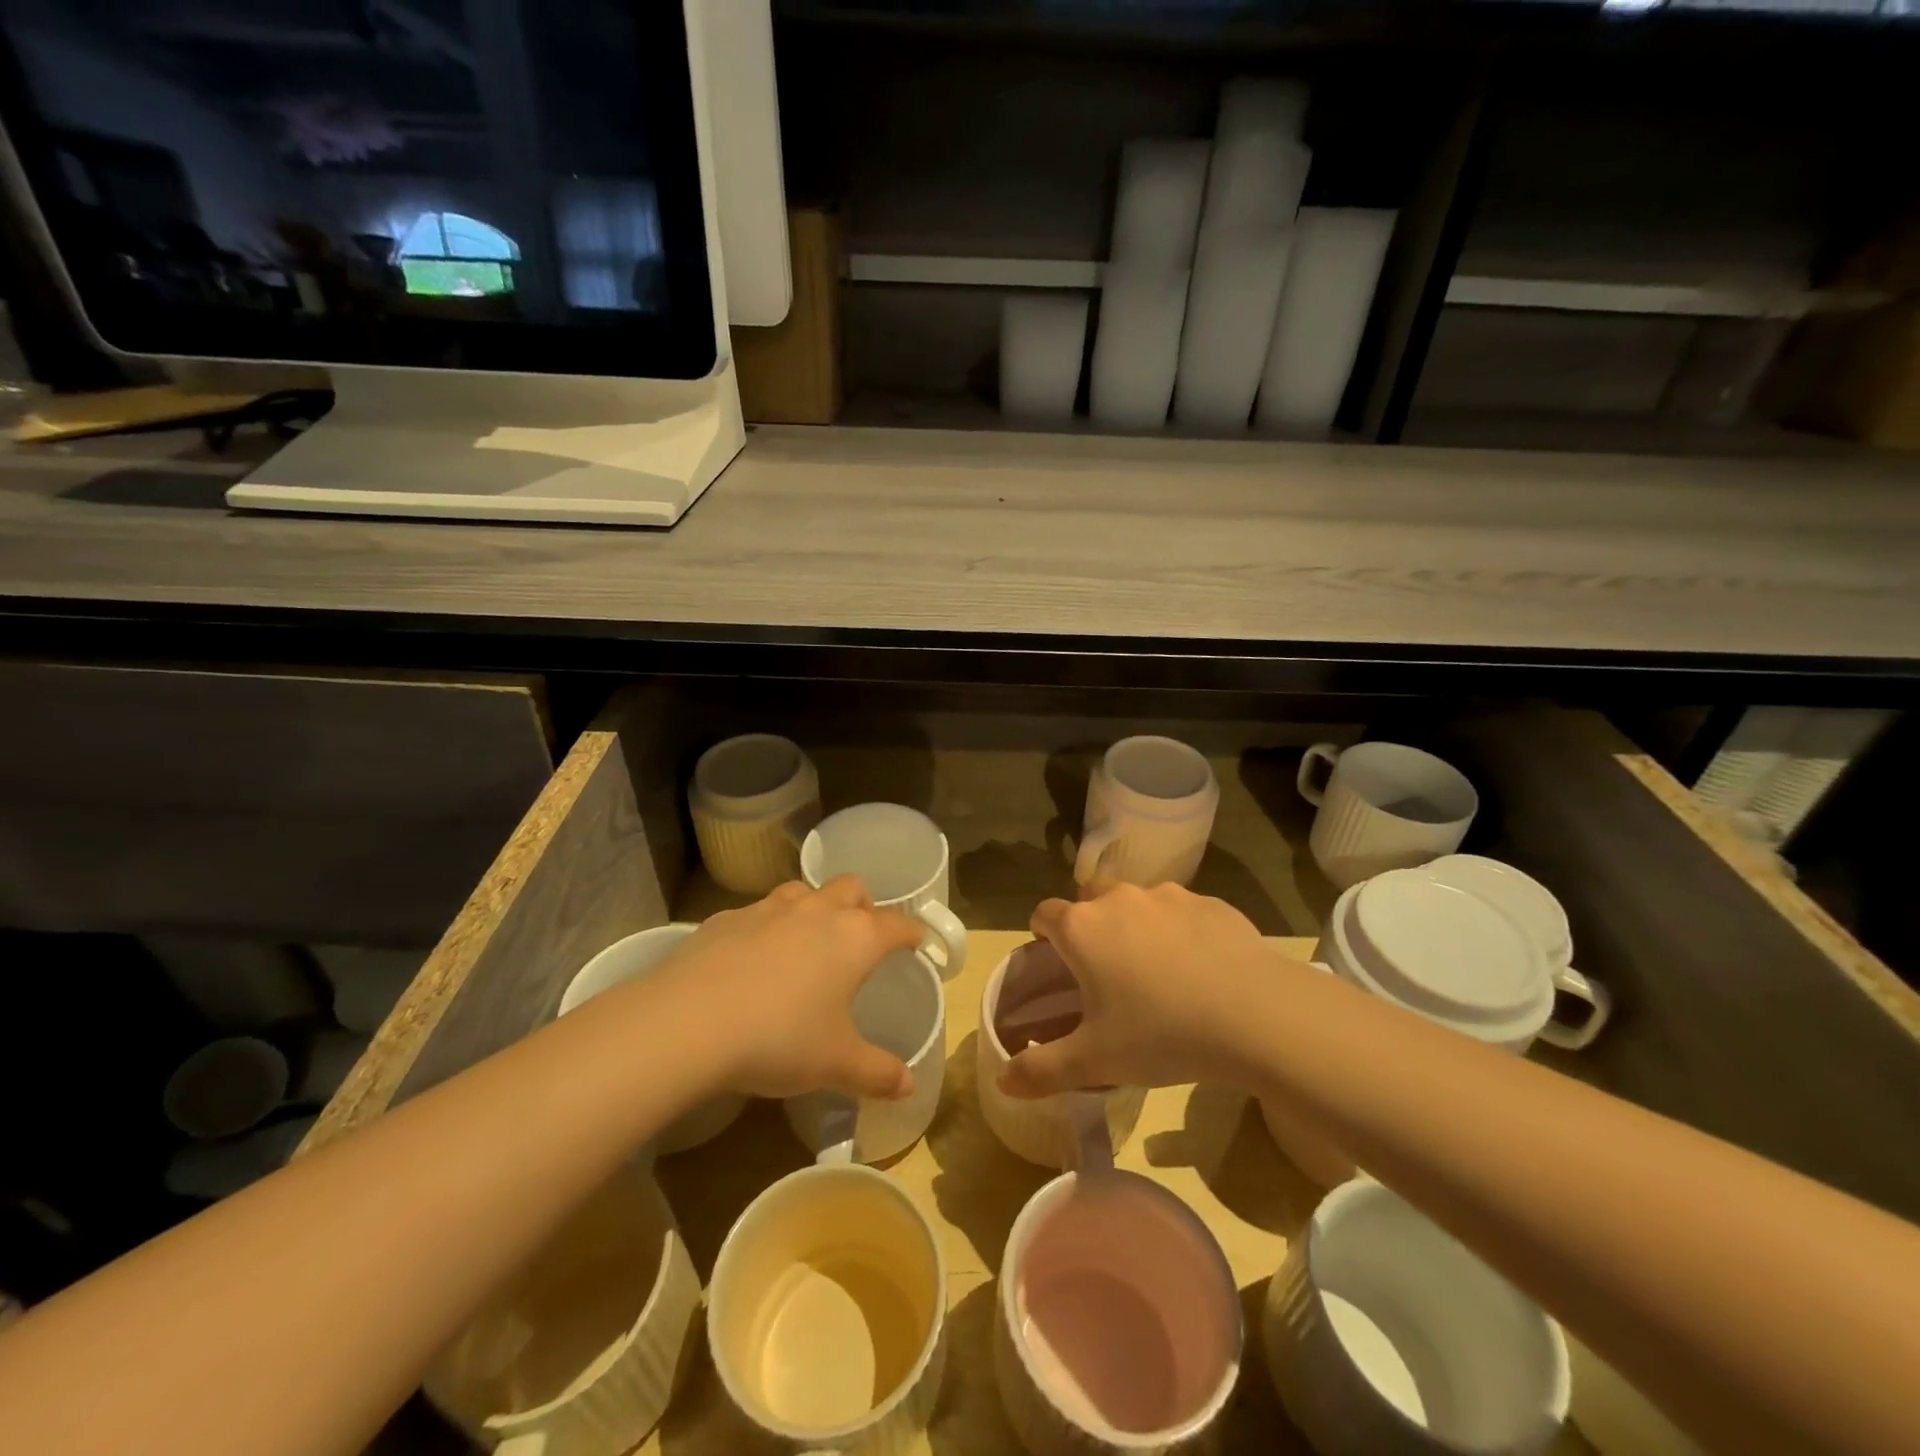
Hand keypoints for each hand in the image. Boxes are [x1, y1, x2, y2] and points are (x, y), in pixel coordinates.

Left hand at [652, 878, 927, 1100]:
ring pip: (804, 891)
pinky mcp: (726, 917)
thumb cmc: (780, 1039)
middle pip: (852, 888)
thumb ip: (877, 1073)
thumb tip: (909, 1086)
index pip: (898, 924)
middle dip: (863, 906)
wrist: (689, 1022)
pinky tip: (752, 960)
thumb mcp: (835, 1065)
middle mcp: (817, 911)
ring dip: (814, 908)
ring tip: (807, 942)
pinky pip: (757, 912)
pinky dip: (766, 927)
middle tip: (858, 938)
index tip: (918, 943)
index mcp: (855, 938)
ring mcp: (769, 908)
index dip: (913, 933)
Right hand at [1001, 882, 1302, 1097]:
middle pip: (1089, 898)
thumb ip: (1042, 1070)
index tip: (1055, 961)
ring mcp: (1168, 896)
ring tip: (1157, 971)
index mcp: (1083, 928)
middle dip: (1090, 924)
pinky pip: (1183, 912)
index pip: (1044, 913)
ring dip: (1136, 925)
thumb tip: (1003, 1082)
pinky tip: (1201, 969)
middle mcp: (1120, 899)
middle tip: (1106, 970)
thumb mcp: (1095, 1061)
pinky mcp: (1211, 903)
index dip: (1043, 935)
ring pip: (1138, 902)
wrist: (1256, 1015)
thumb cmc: (1161, 1034)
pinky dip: (1182, 931)